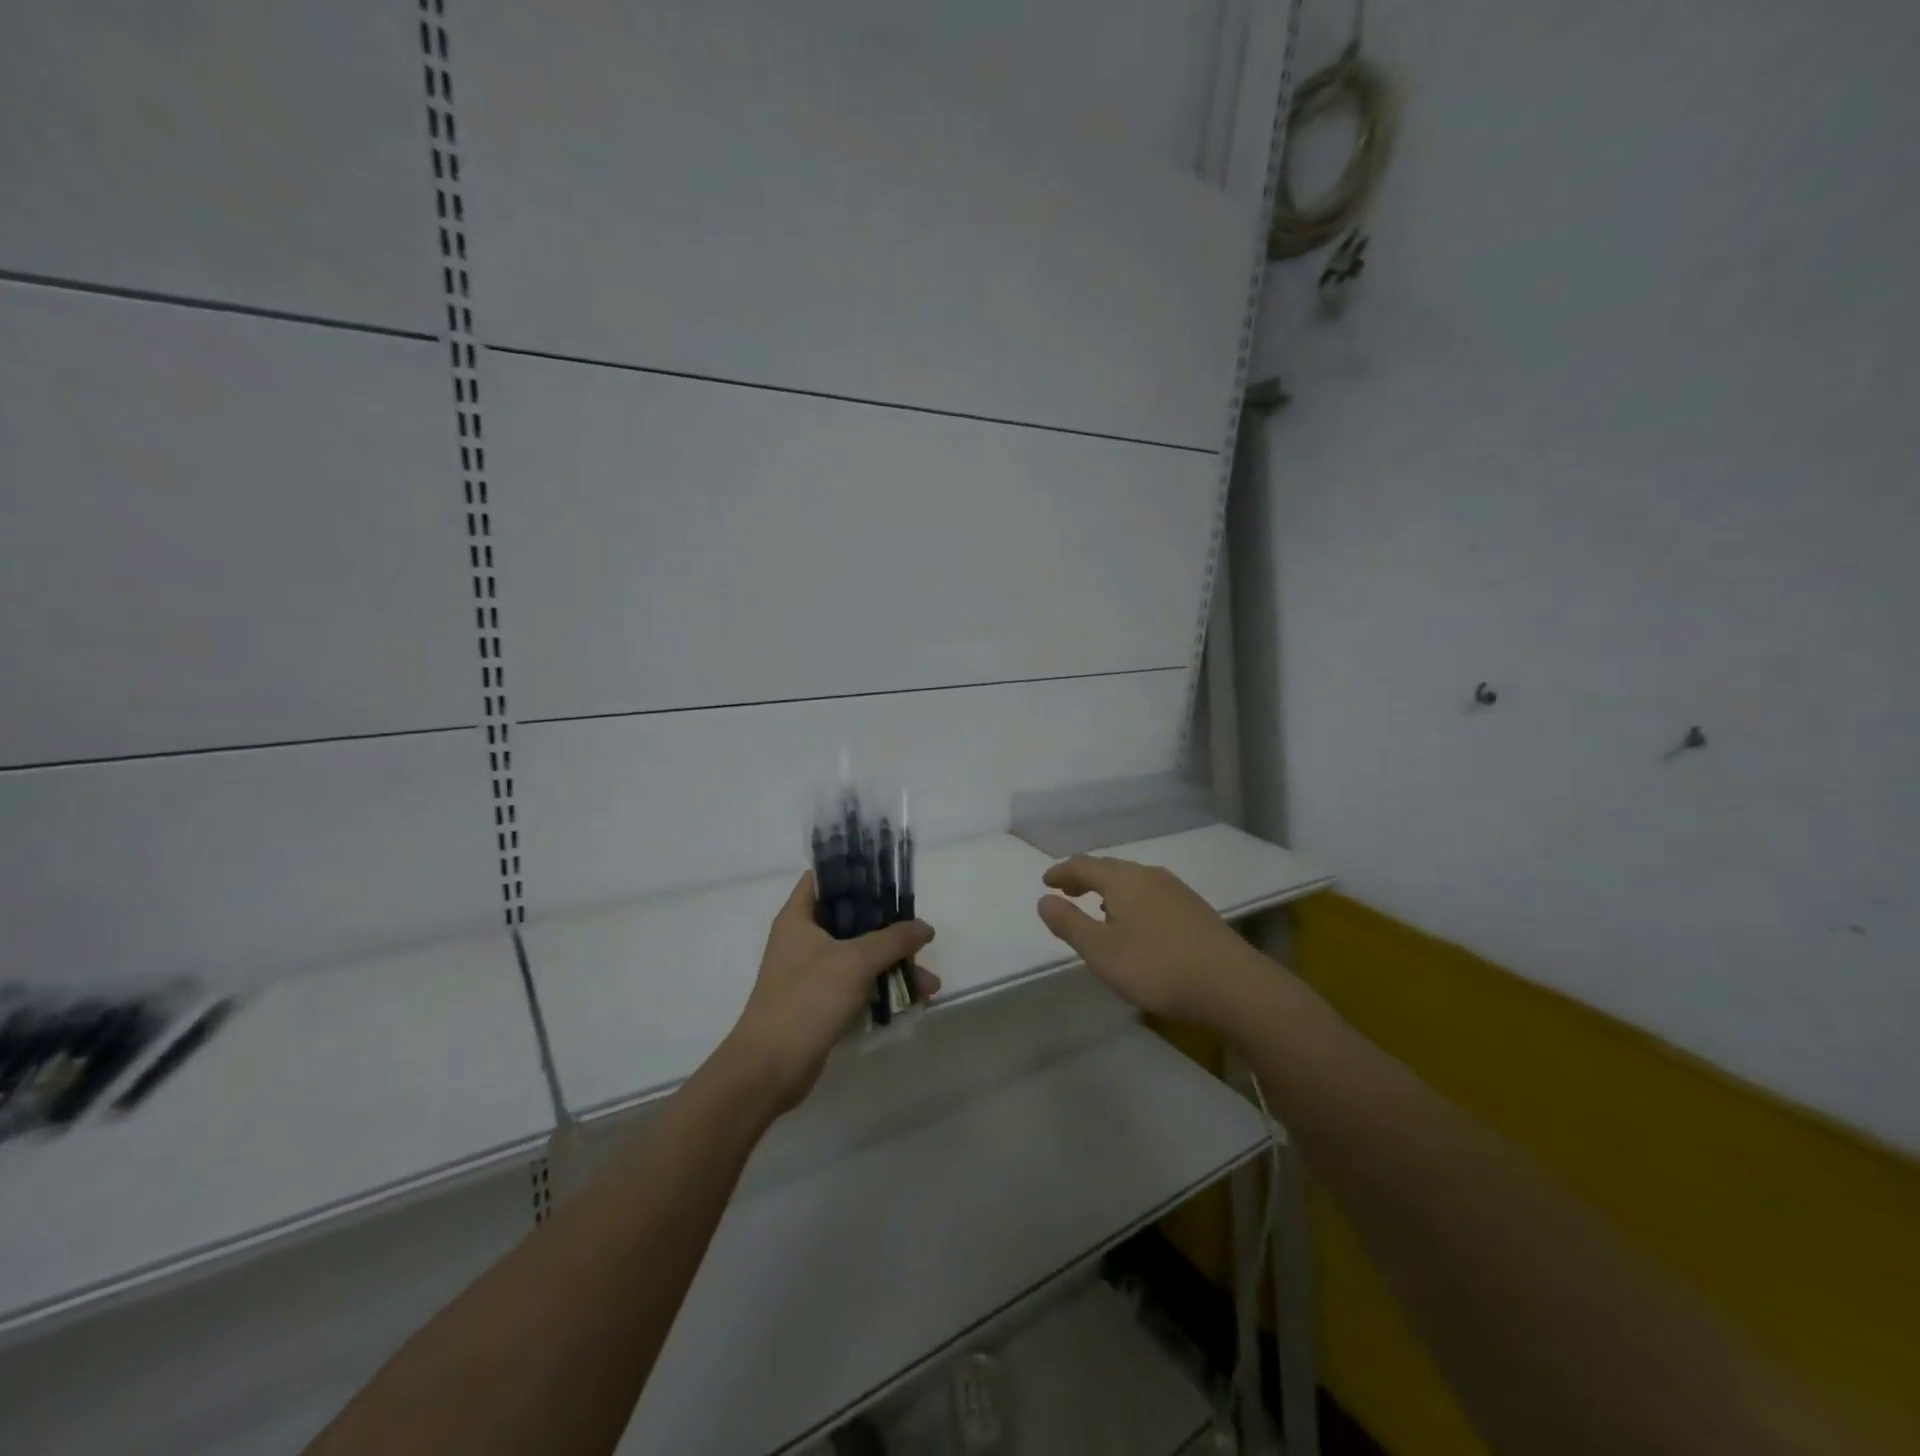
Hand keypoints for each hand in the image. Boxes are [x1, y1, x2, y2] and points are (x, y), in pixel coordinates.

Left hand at [724, 874, 937, 1112]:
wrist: (769, 1069)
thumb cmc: (807, 999)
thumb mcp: (855, 961)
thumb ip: (893, 939)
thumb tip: (924, 926)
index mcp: (798, 918)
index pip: (824, 878)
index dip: (854, 872)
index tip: (889, 877)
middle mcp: (803, 940)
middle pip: (851, 919)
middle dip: (889, 929)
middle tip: (920, 935)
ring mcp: (811, 974)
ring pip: (860, 957)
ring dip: (893, 966)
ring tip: (929, 984)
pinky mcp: (821, 1004)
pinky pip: (858, 986)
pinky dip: (882, 990)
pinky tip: (914, 1001)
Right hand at [1035, 856, 1255, 1026]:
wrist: (1232, 985)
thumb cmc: (1157, 967)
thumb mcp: (1101, 952)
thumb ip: (1070, 924)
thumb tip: (1044, 899)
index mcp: (1123, 880)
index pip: (1084, 866)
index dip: (1062, 872)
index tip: (1046, 881)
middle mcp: (1149, 875)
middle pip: (1110, 868)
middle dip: (1085, 878)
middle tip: (1067, 890)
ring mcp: (1176, 890)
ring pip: (1133, 880)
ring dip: (1110, 889)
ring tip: (1098, 908)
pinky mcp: (1195, 908)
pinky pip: (1151, 893)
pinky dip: (1132, 900)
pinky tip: (1137, 922)